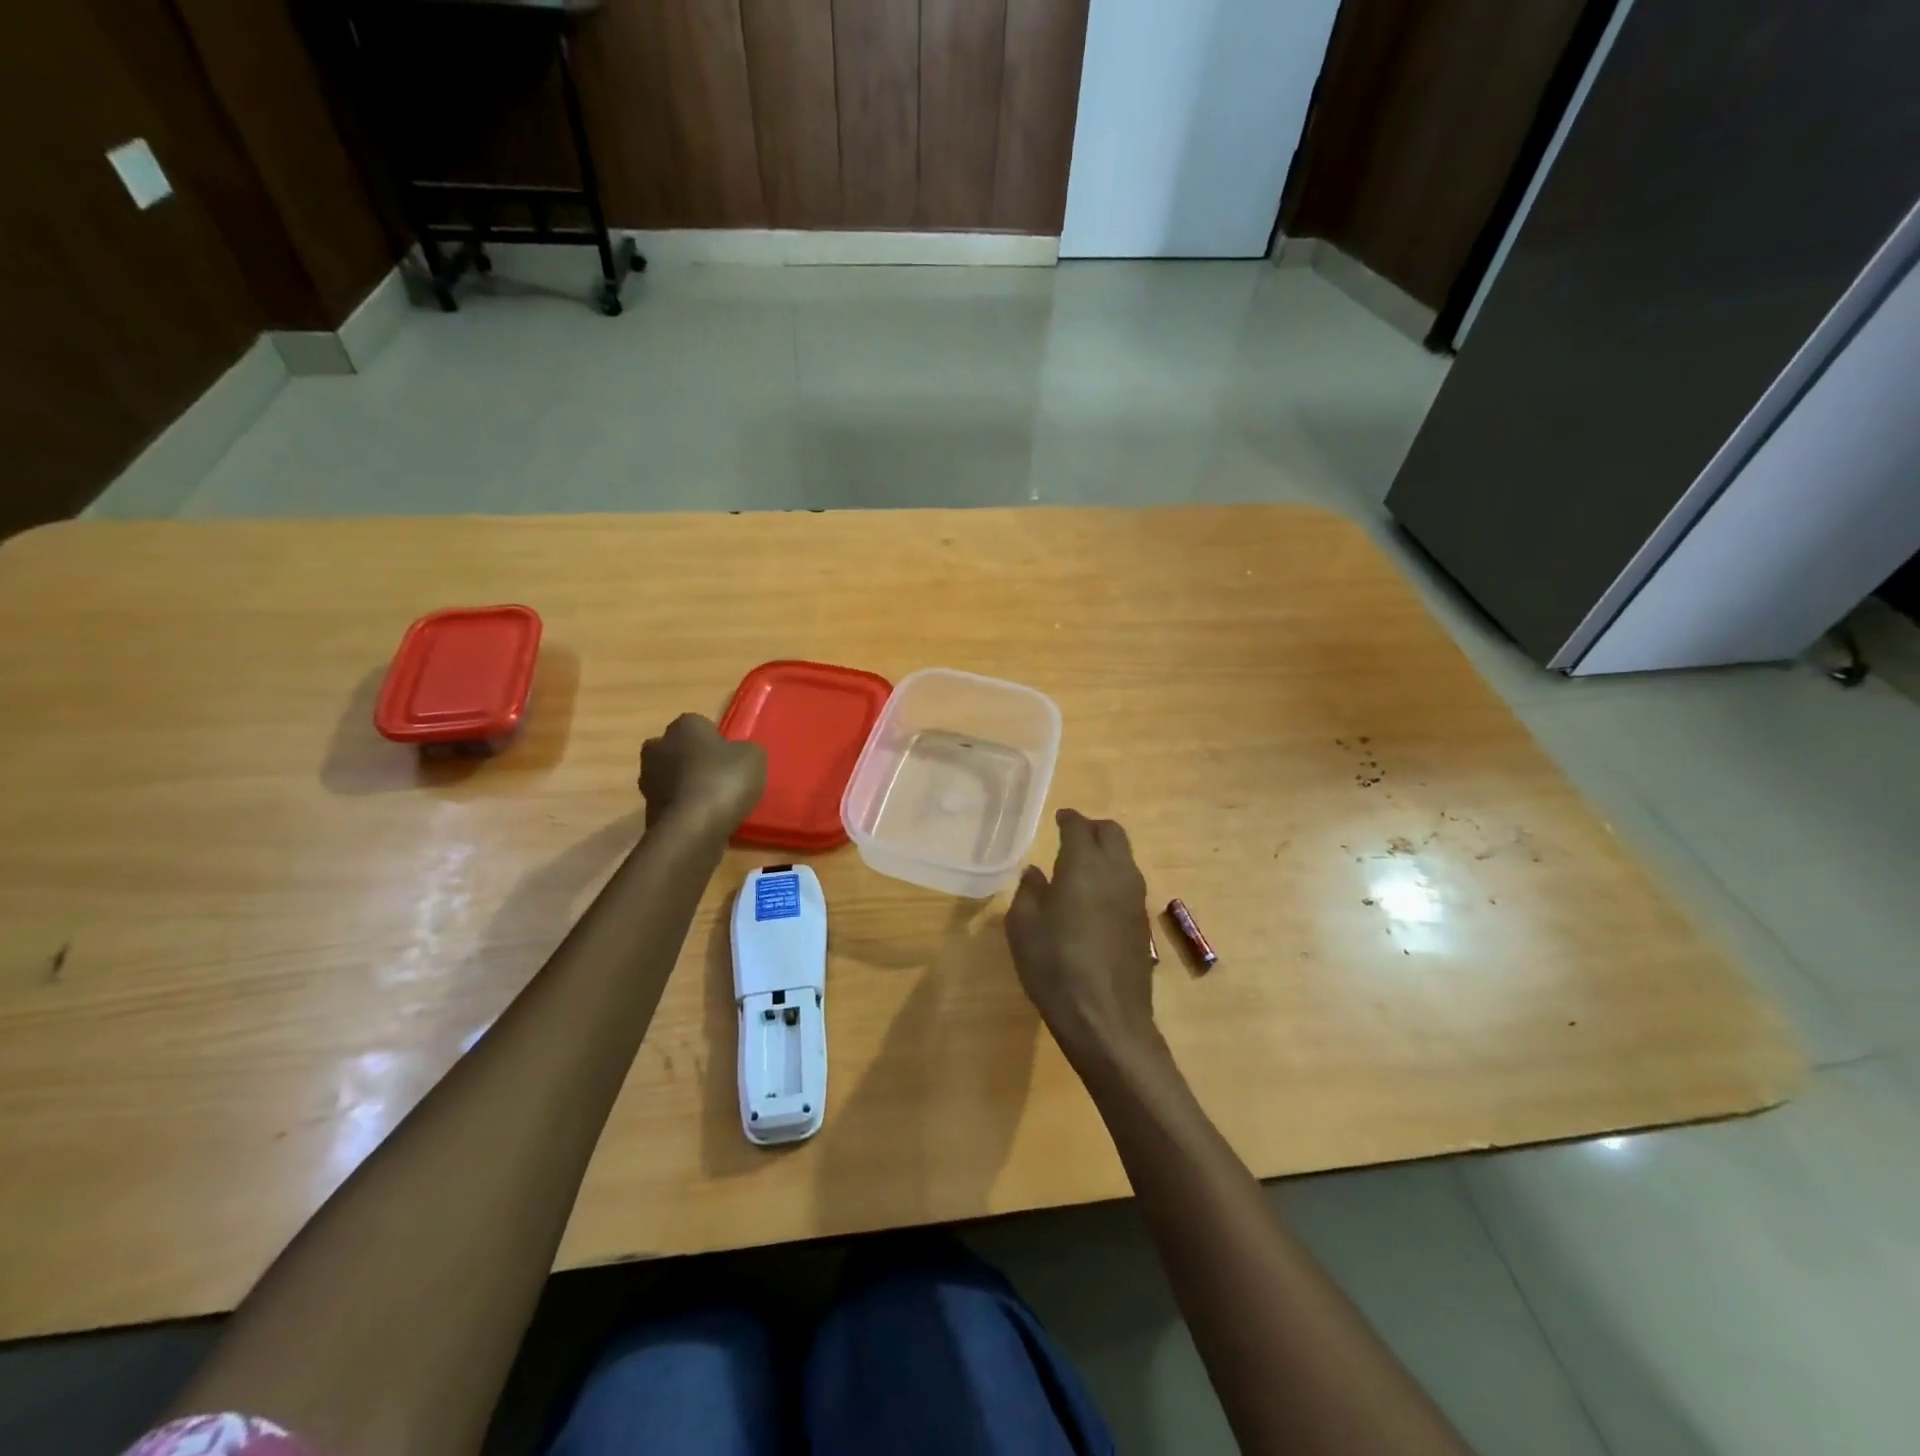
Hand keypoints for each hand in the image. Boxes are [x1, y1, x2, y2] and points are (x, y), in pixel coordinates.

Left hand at [637, 714, 766, 837]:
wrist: (692, 830)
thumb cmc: (724, 782)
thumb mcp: (754, 757)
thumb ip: (745, 749)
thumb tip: (737, 753)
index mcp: (684, 726)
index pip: (701, 725)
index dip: (717, 741)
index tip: (731, 758)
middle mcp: (658, 746)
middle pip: (679, 749)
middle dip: (694, 760)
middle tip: (720, 777)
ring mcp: (647, 780)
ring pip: (672, 776)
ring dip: (687, 785)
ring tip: (713, 803)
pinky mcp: (646, 809)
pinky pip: (671, 803)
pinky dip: (683, 809)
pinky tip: (703, 820)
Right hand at [1005, 808, 1160, 1063]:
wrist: (1106, 1019)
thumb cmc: (1055, 967)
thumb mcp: (1024, 928)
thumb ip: (1029, 892)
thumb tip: (1035, 874)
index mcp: (1085, 865)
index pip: (1080, 827)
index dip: (1068, 819)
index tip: (1059, 818)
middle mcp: (1117, 872)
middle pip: (1113, 833)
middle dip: (1093, 829)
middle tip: (1072, 837)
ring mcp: (1136, 898)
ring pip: (1125, 857)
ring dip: (1106, 853)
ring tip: (1080, 868)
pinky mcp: (1143, 922)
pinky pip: (1128, 883)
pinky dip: (1113, 878)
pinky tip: (1094, 900)